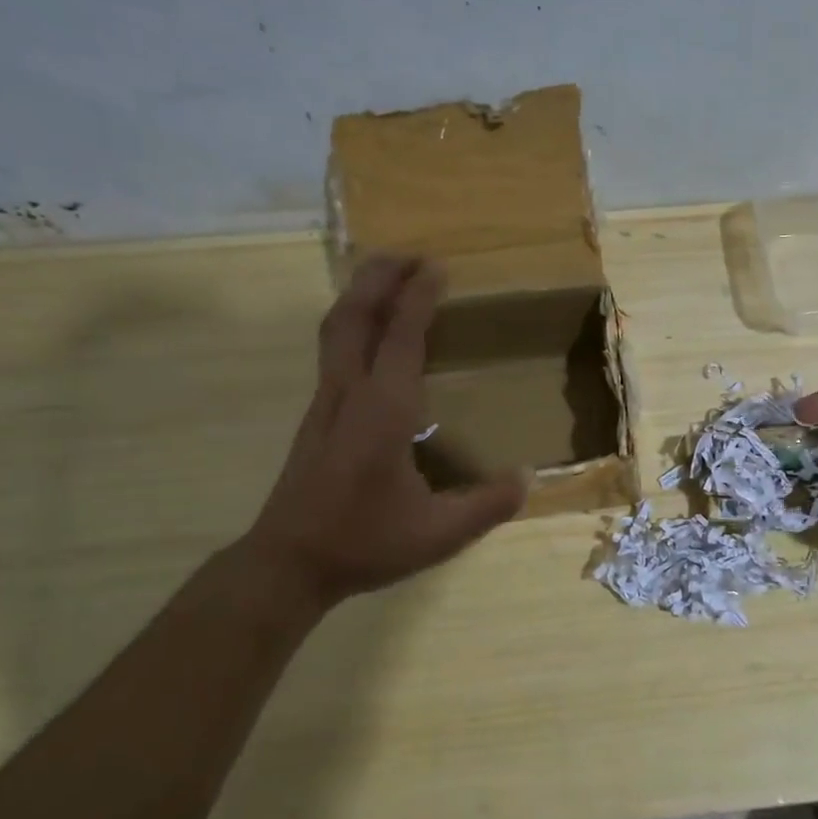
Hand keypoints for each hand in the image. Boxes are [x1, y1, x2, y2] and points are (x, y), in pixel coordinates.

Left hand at [243, 256, 527, 605]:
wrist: (288, 564)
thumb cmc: (364, 543)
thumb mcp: (440, 533)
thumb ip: (489, 504)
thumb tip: (529, 477)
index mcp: (383, 411)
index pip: (401, 337)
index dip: (419, 297)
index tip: (437, 266)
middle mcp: (348, 394)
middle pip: (354, 316)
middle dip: (378, 277)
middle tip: (409, 255)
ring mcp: (325, 403)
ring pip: (335, 329)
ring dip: (360, 295)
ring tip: (387, 277)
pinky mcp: (317, 417)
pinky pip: (333, 350)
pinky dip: (352, 323)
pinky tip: (371, 336)